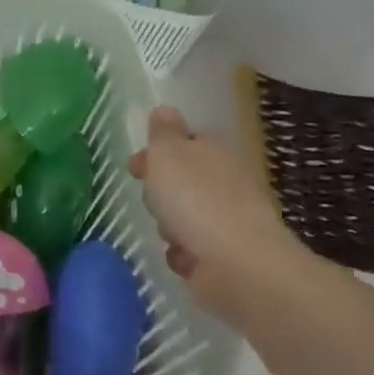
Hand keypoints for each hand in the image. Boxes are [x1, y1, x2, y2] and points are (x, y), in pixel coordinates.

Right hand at [128, 107, 321, 325]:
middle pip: (181, 180)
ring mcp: (227, 220)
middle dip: (160, 192)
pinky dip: (183, 254)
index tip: (136, 166)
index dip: (158, 152)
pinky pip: (190, 249)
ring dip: (169, 225)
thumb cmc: (195, 200)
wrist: (237, 265)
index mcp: (213, 152)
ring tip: (170, 233)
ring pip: (183, 215)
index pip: (185, 142)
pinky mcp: (224, 255)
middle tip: (152, 200)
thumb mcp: (168, 154)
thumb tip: (165, 109)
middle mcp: (225, 182)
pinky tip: (182, 256)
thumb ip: (163, 132)